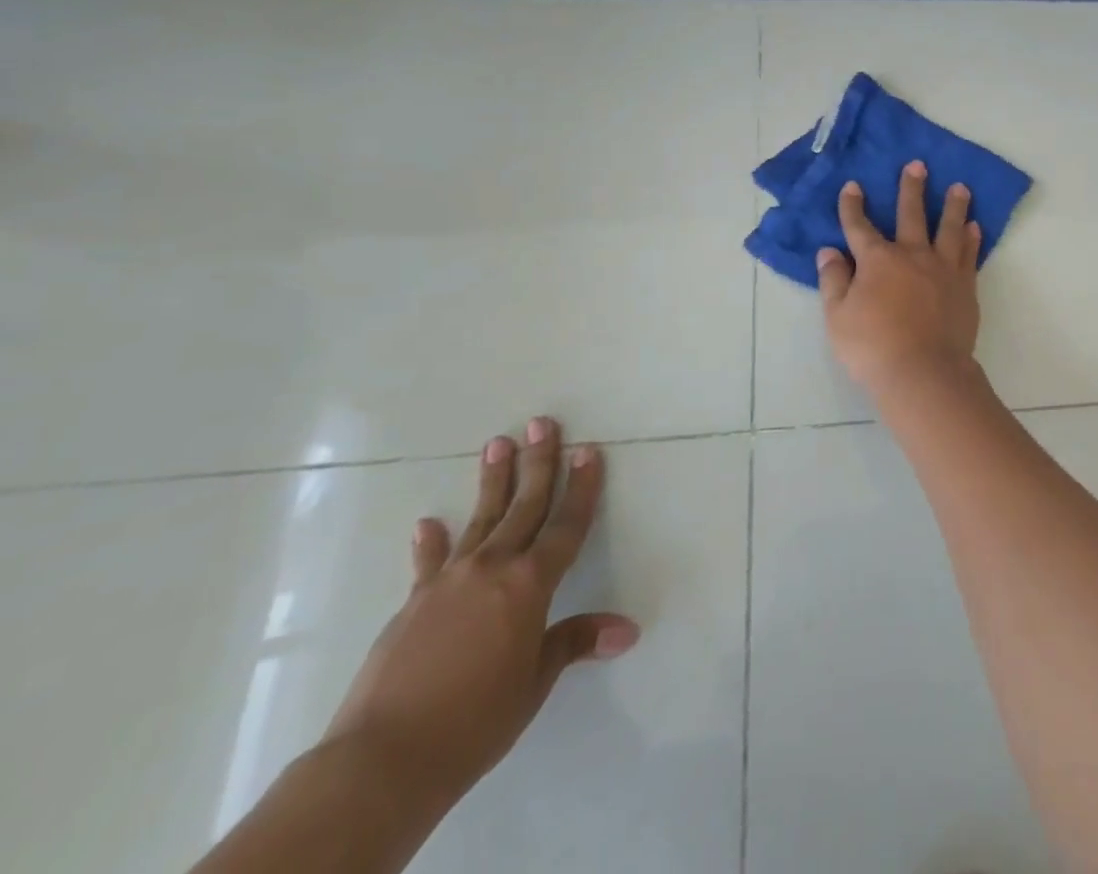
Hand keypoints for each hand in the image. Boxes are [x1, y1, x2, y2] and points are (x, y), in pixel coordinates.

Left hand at [320, 418, 639, 804]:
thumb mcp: (534, 682)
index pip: (567, 524)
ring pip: (480, 519)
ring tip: (497, 443)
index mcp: (530, 584)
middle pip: (524, 505)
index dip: (582, 486)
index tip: (589, 450)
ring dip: (493, 481)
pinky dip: (432, 542)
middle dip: (538, 462)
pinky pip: (429, 563)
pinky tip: (429, 523)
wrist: (382, 760)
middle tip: (542, 423)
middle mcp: (492, 569)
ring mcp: (448, 582)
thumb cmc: (475, 720)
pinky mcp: (412, 604)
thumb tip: (627, 630)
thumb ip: (575, 642)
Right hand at [817, 161, 982, 395]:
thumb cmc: (872, 347)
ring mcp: (943, 269)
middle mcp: (912, 255)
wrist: (924, 372)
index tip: (853, 186)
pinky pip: (970, 255)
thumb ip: (834, 280)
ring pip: (949, 228)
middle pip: (911, 214)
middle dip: (911, 188)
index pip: (860, 226)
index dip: (853, 206)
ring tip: (960, 187)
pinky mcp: (965, 286)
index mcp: (877, 260)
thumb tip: (829, 251)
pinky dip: (972, 239)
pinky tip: (975, 227)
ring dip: (954, 206)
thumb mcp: (837, 317)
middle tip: (918, 165)